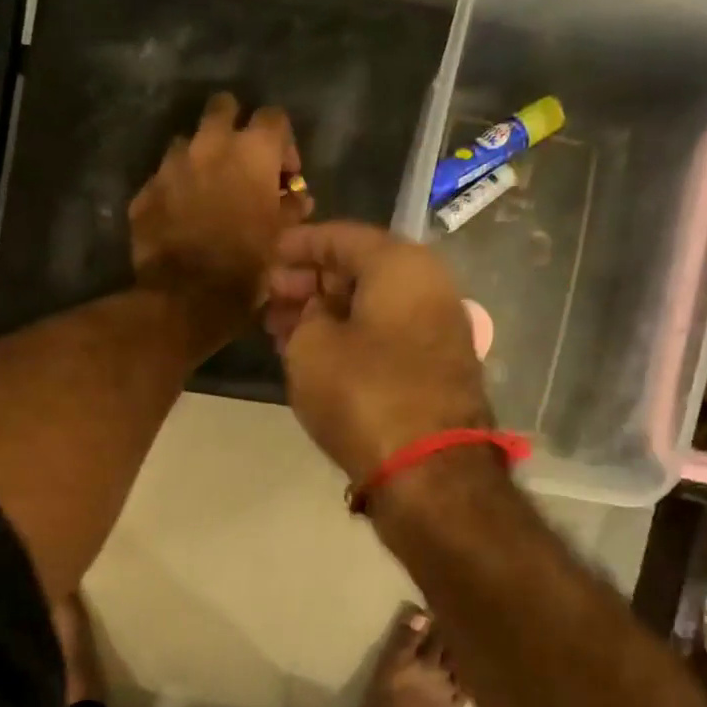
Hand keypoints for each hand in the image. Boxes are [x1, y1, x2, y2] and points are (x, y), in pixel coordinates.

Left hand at [128, 93, 308, 346]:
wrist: (186, 298)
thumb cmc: (245, 269)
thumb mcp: (282, 241)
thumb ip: (290, 210)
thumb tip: (297, 198)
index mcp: (252, 152)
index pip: (274, 117)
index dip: (283, 143)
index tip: (283, 175)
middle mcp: (210, 145)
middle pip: (223, 108)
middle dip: (234, 126)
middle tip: (240, 162)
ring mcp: (171, 166)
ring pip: (188, 142)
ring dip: (200, 159)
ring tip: (207, 191)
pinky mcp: (145, 192)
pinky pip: (163, 179)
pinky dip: (174, 190)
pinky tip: (180, 218)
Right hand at [266, 222, 490, 483]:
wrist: (429, 469)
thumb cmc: (364, 394)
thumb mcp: (311, 347)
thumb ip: (304, 315)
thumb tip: (316, 312)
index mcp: (400, 264)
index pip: (340, 237)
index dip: (299, 245)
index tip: (268, 255)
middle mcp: (428, 285)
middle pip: (360, 270)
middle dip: (311, 282)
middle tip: (271, 297)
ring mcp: (438, 328)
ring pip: (371, 306)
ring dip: (327, 313)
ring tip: (283, 327)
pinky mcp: (437, 366)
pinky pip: (385, 334)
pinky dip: (350, 336)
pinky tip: (316, 351)